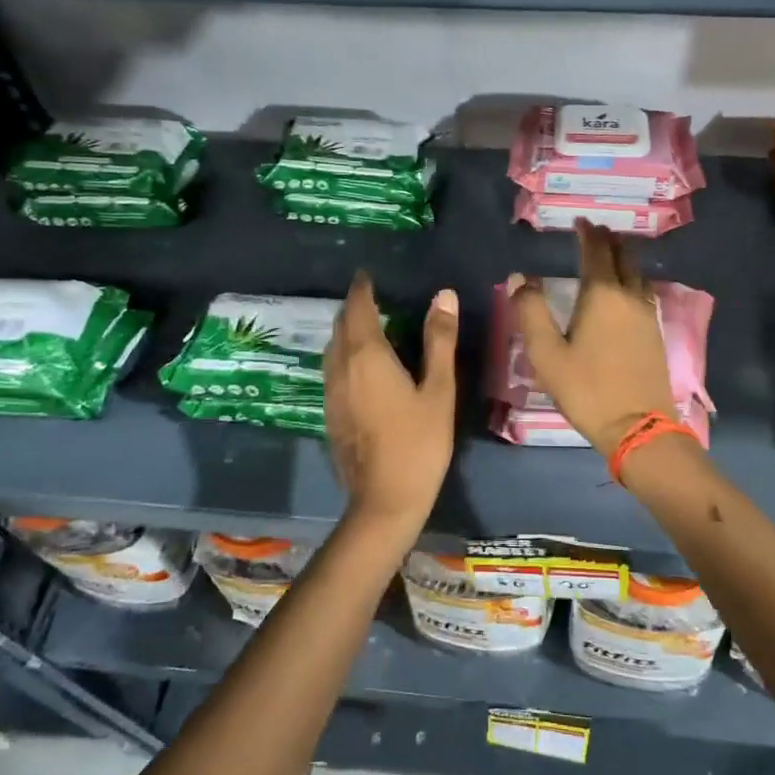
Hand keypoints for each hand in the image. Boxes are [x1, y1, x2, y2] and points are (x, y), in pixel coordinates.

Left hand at [323, 273, 457, 538]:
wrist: (385, 500)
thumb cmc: (419, 443)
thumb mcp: (439, 390)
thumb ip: (439, 340)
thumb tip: (443, 295)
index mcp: (367, 356)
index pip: (357, 308)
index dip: (362, 288)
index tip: (368, 274)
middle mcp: (341, 367)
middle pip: (340, 325)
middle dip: (353, 307)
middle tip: (373, 296)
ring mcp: (331, 392)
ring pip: (332, 348)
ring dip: (346, 330)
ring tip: (369, 325)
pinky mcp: (330, 413)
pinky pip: (333, 369)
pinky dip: (345, 354)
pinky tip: (363, 365)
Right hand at [509, 220, 674, 456]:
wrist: (638, 426)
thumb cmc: (587, 389)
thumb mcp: (546, 354)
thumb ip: (531, 311)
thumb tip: (519, 278)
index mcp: (602, 295)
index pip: (596, 252)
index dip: (588, 234)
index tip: (580, 222)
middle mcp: (629, 296)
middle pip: (623, 257)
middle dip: (609, 240)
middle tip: (595, 232)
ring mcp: (647, 315)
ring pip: (637, 274)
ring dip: (623, 258)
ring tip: (610, 254)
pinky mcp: (655, 333)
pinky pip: (644, 292)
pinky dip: (632, 279)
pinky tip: (626, 290)